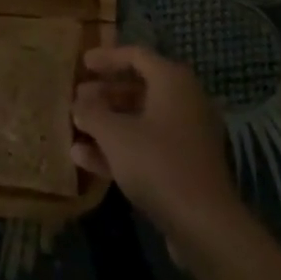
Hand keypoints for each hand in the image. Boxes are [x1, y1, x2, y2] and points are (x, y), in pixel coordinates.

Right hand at [72, 45, 241, 247]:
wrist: (204, 223)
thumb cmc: (158, 163)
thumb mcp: (115, 135)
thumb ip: (92, 113)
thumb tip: (79, 104)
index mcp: (173, 81)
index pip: (136, 55)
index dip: (107, 58)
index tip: (83, 63)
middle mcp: (184, 100)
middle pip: (138, 87)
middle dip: (104, 94)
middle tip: (77, 99)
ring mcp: (186, 135)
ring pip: (141, 119)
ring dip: (108, 123)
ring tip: (76, 128)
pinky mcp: (184, 165)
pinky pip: (147, 145)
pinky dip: (120, 147)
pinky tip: (85, 159)